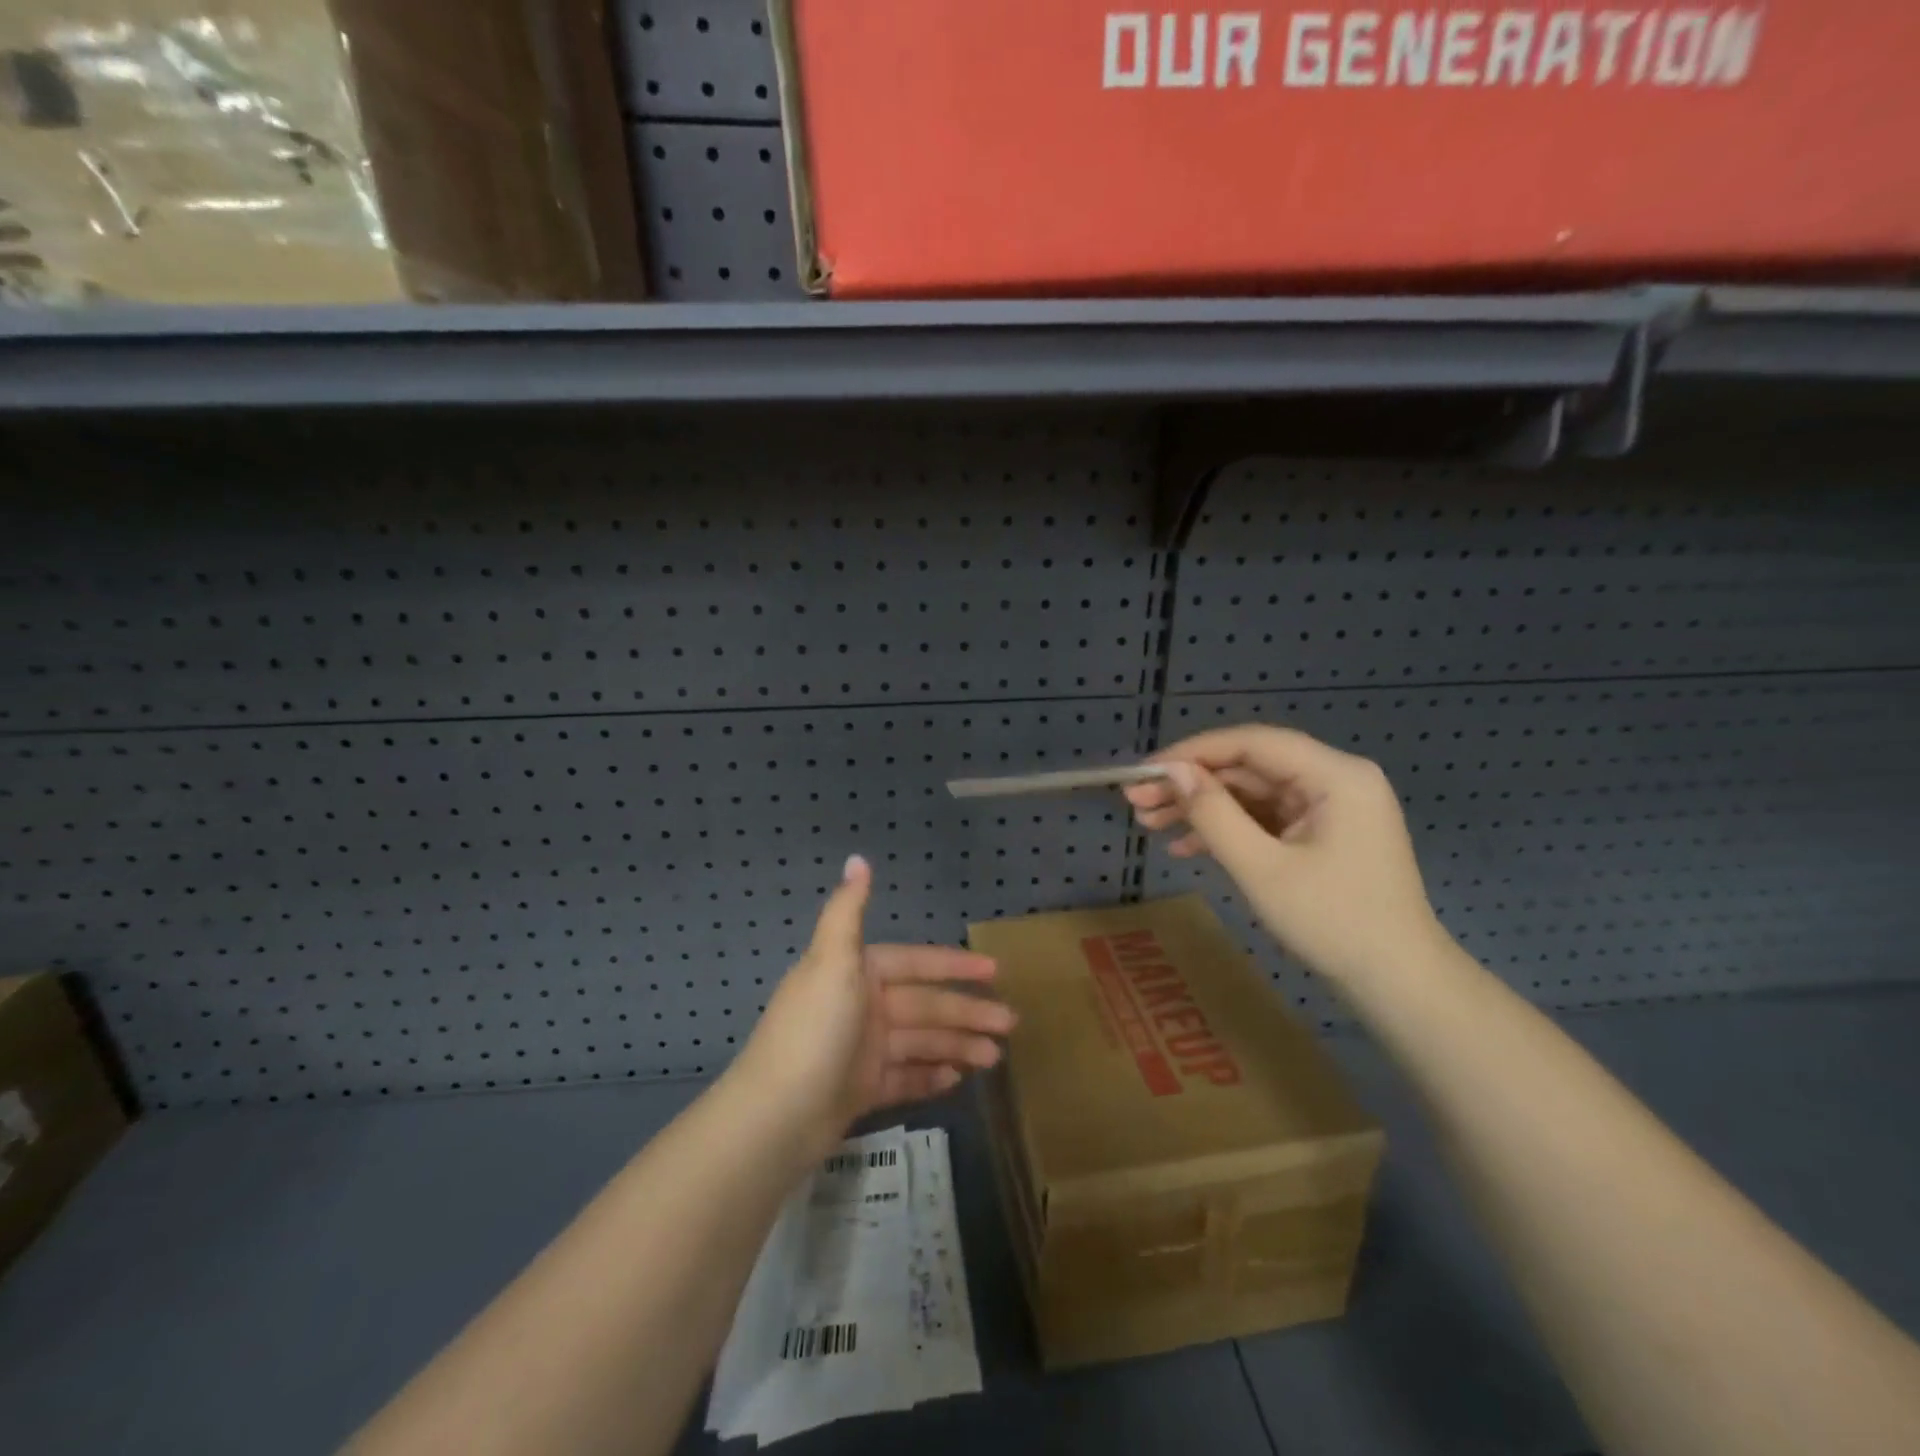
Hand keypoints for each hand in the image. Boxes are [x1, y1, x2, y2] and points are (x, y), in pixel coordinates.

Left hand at [732, 855, 1014, 1155]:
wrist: (776, 1116)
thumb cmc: (814, 1031)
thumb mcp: (832, 962)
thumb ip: (849, 911)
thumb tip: (858, 857)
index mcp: (855, 973)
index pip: (915, 963)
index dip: (954, 965)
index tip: (995, 971)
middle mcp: (860, 1006)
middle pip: (924, 1005)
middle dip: (967, 1012)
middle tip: (1010, 1023)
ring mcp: (861, 1050)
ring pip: (921, 1042)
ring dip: (958, 1046)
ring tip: (995, 1057)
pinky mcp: (860, 1090)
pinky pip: (905, 1077)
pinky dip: (930, 1076)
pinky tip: (959, 1078)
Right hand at [1126, 725, 1449, 988]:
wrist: (1397, 983)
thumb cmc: (1333, 922)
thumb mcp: (1262, 868)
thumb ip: (1214, 814)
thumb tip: (1172, 772)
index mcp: (1335, 775)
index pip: (1252, 743)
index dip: (1194, 752)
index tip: (1145, 770)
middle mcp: (1334, 780)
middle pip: (1249, 768)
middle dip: (1191, 785)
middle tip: (1136, 801)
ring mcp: (1329, 809)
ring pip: (1251, 794)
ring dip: (1202, 809)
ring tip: (1149, 823)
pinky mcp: (1321, 835)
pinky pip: (1265, 820)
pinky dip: (1227, 831)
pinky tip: (1184, 848)